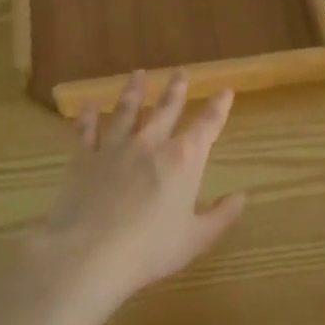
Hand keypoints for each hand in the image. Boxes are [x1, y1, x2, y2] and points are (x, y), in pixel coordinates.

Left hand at [29, 70, 245, 315]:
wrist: (90, 253)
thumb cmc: (150, 249)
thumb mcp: (196, 238)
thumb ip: (221, 216)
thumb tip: (241, 197)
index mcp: (183, 160)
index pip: (207, 125)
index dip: (219, 107)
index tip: (226, 90)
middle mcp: (150, 144)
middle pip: (166, 109)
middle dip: (176, 89)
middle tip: (180, 71)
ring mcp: (114, 148)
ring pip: (126, 111)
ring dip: (134, 91)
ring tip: (138, 74)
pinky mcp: (83, 158)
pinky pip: (86, 131)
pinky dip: (87, 117)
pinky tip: (88, 106)